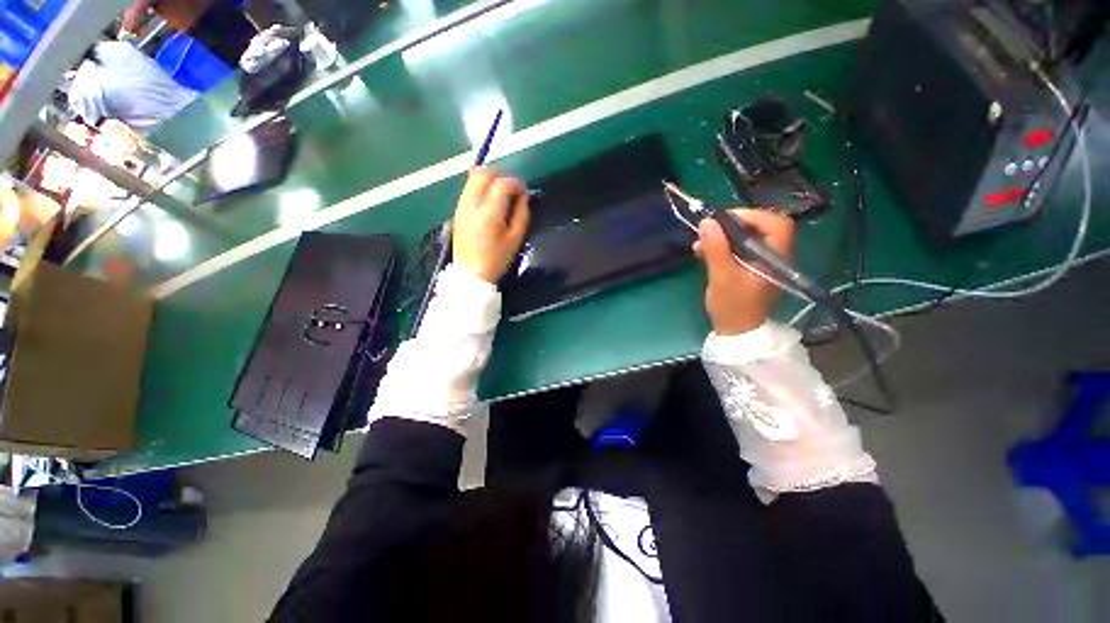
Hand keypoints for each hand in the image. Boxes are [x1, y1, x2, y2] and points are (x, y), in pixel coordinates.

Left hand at [453, 167, 530, 282]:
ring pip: (472, 178)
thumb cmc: (497, 259)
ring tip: (501, 195)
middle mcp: (472, 204)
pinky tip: (489, 202)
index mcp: (489, 213)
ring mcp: (461, 206)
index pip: (502, 184)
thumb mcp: (515, 239)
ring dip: (489, 180)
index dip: (516, 183)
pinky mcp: (457, 211)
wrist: (471, 274)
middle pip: (482, 173)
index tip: (524, 192)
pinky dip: (480, 188)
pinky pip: (468, 190)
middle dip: (500, 176)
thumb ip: (522, 214)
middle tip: (511, 189)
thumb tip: (525, 196)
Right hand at [695, 209, 794, 334]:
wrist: (736, 333)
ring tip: (700, 243)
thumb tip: (707, 222)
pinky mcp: (750, 269)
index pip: (775, 223)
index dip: (750, 215)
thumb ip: (716, 248)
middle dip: (732, 225)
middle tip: (708, 229)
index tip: (722, 220)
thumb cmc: (732, 307)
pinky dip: (722, 246)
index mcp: (775, 257)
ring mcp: (762, 262)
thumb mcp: (722, 276)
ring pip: (747, 238)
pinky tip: (704, 252)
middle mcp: (773, 256)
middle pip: (760, 227)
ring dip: (723, 236)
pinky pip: (739, 249)